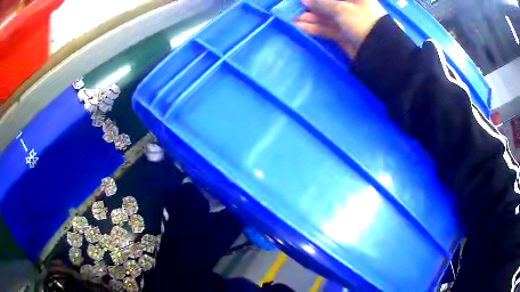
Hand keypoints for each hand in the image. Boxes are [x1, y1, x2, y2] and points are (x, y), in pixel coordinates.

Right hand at [294, 0, 386, 58]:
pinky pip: (326, 29)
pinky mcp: (343, 35)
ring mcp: (347, 22)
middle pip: (328, 4)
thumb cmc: (363, 22)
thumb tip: (305, 0)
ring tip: (293, 19)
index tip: (303, 0)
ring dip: (309, 18)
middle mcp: (351, 8)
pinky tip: (300, 27)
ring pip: (325, 17)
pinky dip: (314, 28)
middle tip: (294, 8)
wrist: (379, 53)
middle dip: (311, 6)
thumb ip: (322, 3)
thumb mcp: (342, 9)